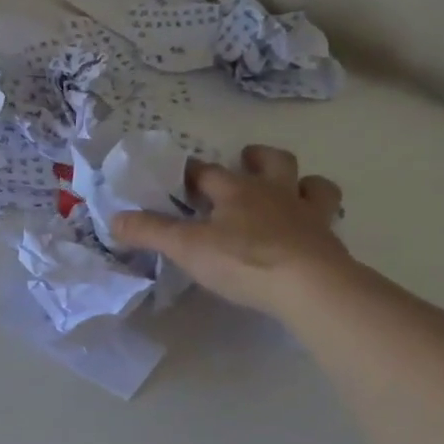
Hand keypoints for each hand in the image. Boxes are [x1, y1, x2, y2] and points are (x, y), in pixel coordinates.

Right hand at [111, 144, 349, 316]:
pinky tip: (312, 232)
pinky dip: (320, 220)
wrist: (310, 286)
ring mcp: (308, 215)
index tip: (179, 175)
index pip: (208, 172)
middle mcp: (275, 194)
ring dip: (302, 182)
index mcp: (237, 191)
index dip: (191, 172)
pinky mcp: (329, 242)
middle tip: (247, 160)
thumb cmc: (243, 260)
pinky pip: (329, 221)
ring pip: (312, 185)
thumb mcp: (186, 248)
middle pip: (272, 162)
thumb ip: (150, 232)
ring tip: (292, 189)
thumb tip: (114, 219)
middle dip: (258, 158)